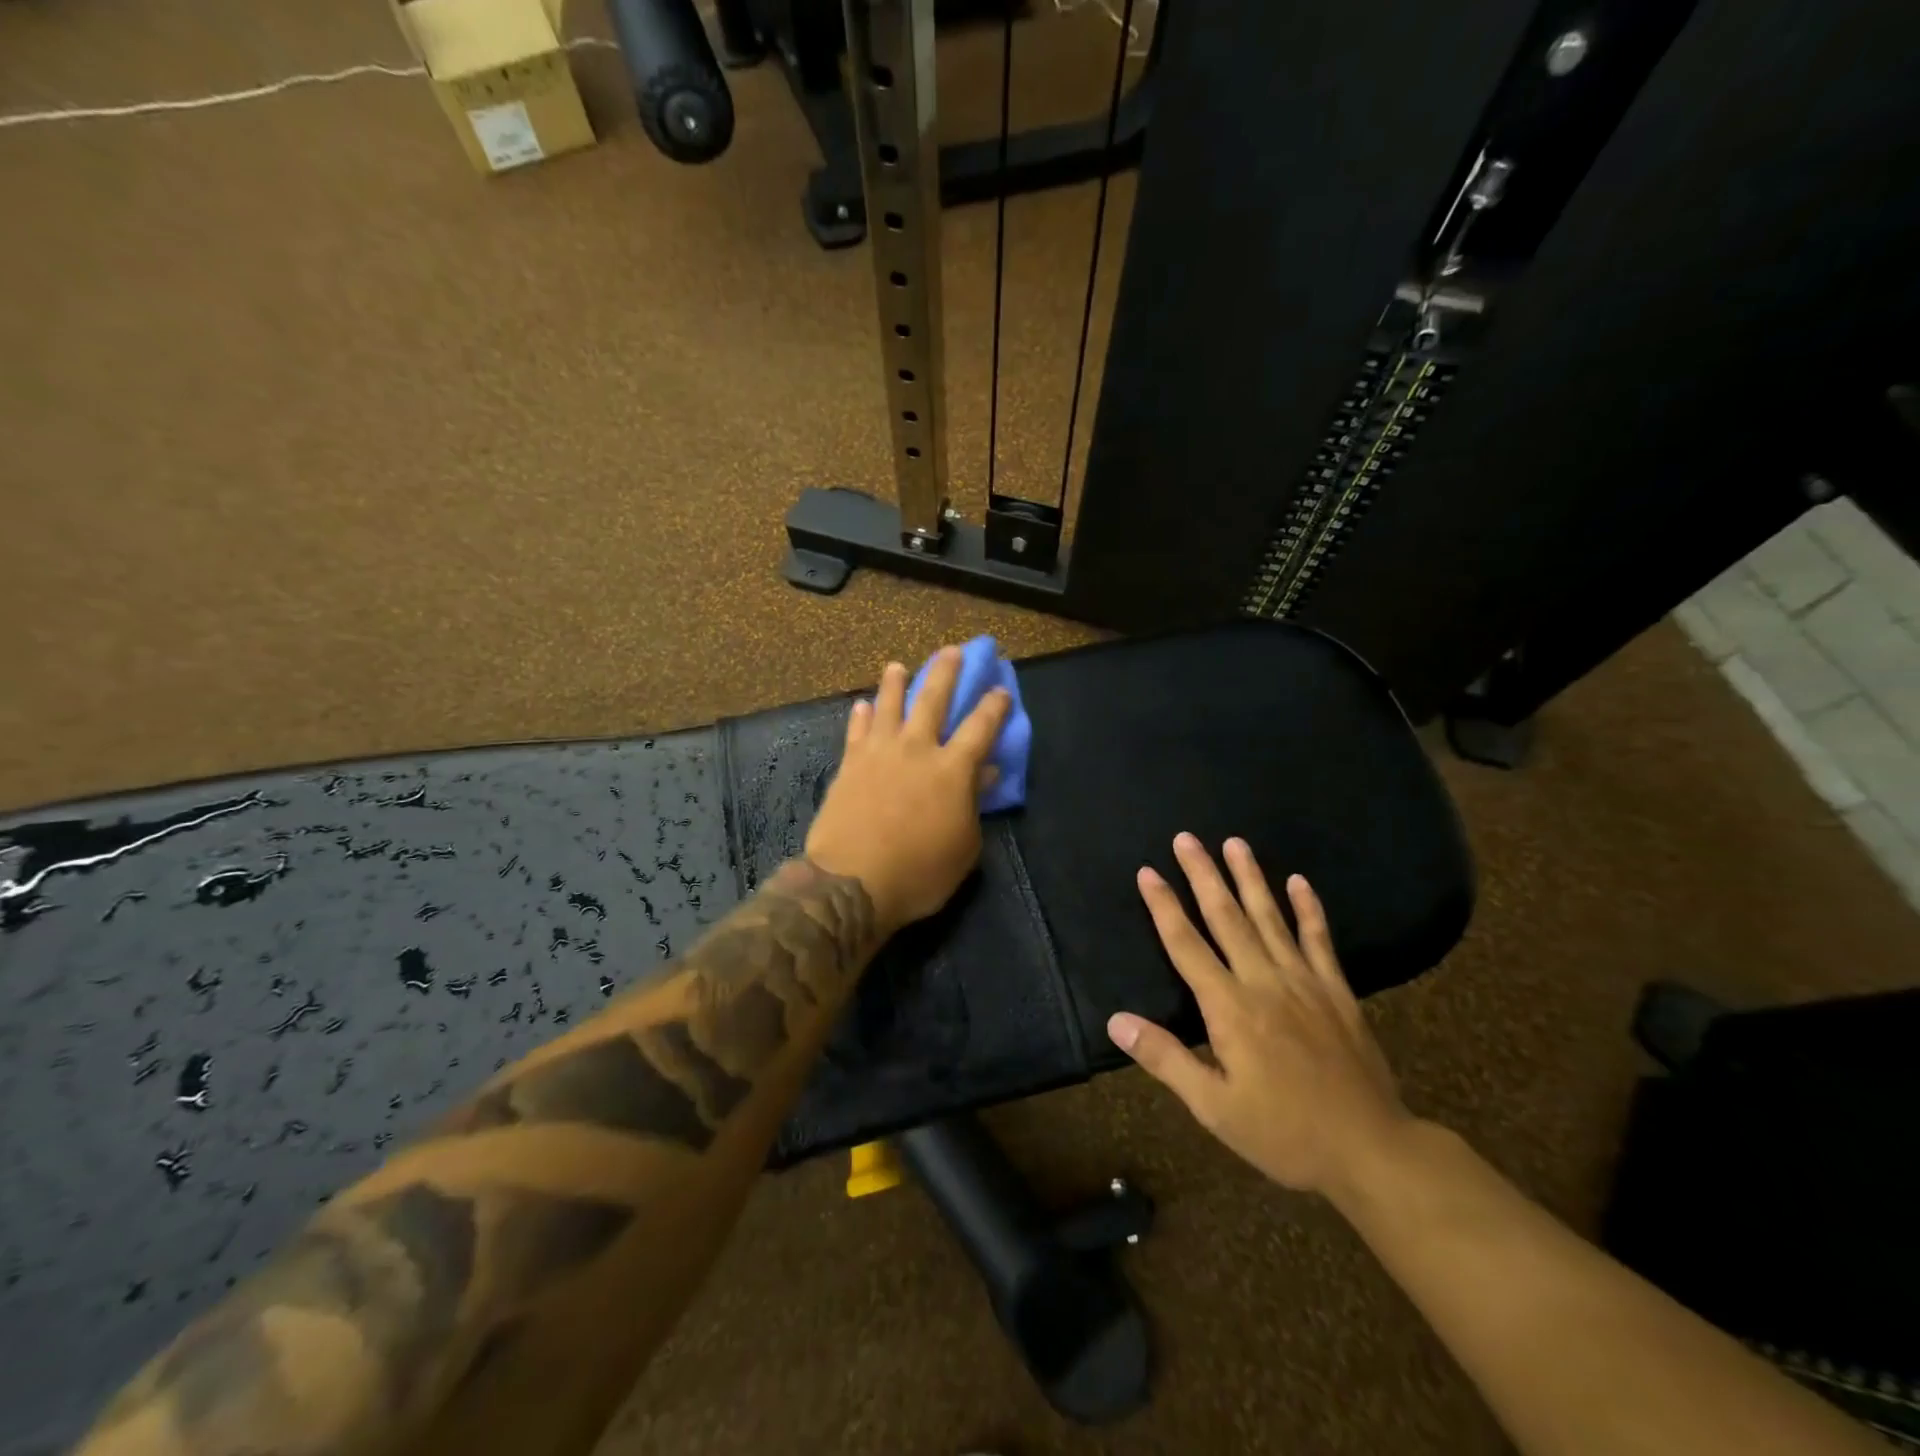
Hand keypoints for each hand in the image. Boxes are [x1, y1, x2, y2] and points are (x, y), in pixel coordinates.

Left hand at [805, 647, 1011, 932]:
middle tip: (952, 650)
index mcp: (952, 769)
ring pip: (889, 705)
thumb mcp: (964, 848)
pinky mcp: (849, 765)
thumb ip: (974, 805)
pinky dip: (861, 716)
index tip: (1000, 689)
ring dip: (895, 682)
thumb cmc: (919, 872)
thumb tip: (986, 774)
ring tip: (897, 665)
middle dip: (945, 672)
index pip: (981, 727)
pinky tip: (862, 705)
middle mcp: (917, 749)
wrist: (852, 883)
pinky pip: (856, 731)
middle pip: (933, 699)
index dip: (994, 706)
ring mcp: (879, 753)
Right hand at [1107, 834, 1412, 1199]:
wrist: (1372, 1151)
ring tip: (1235, 843)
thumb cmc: (1284, 1133)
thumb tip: (1116, 1021)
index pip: (1187, 946)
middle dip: (1203, 875)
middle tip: (1187, 838)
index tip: (1148, 872)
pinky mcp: (1337, 992)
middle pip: (1227, 918)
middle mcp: (1264, 982)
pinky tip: (1300, 881)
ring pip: (1270, 918)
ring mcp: (1305, 982)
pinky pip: (1319, 941)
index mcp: (1230, 1008)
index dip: (1164, 907)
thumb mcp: (1214, 1107)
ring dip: (1250, 878)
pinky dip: (1309, 909)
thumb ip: (1166, 1059)